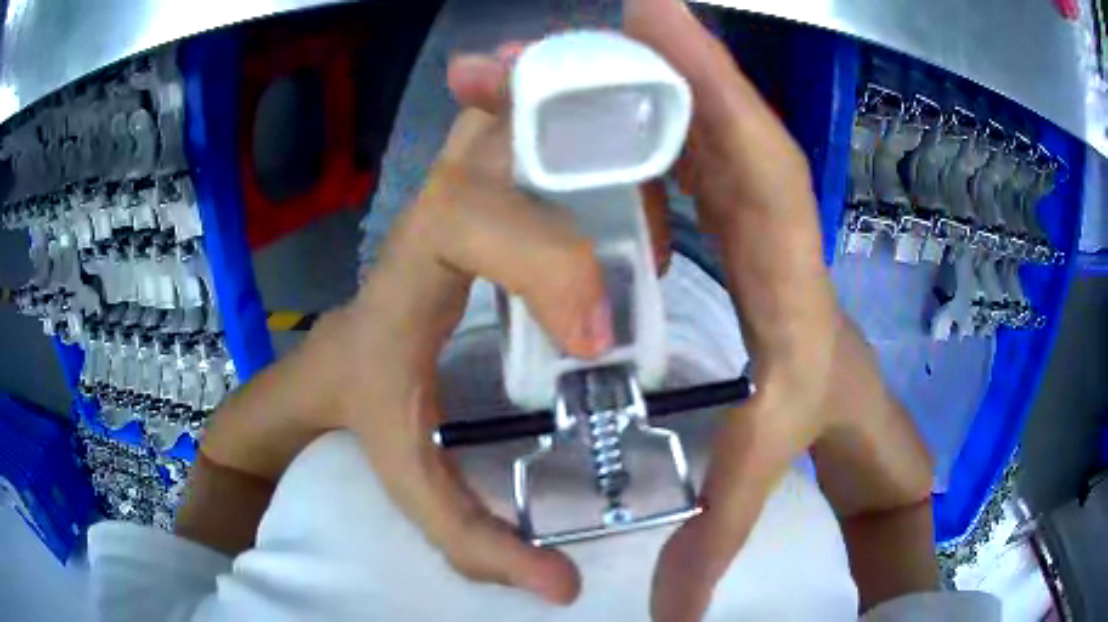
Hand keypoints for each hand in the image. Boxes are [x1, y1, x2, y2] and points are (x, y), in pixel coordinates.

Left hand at [319, 56, 624, 603]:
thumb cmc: (367, 401)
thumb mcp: (406, 472)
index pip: (471, 218)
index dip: (547, 263)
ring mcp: (464, 174)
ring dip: (595, 143)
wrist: (344, 354)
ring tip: (645, 210)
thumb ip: (471, 538)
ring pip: (527, 112)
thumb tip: (561, 588)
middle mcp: (439, 200)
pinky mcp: (488, 174)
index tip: (599, 338)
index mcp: (413, 264)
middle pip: (507, 130)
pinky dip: (594, 146)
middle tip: (644, 235)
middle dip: (586, 161)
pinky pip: (543, 126)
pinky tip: (628, 204)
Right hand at [620, 1, 932, 618]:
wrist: (835, 400)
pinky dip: (616, 115)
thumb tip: (674, 614)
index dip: (716, 89)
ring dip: (615, 84)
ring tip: (531, 60)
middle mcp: (767, 216)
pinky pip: (667, 143)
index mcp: (789, 270)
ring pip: (684, 120)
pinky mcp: (716, 200)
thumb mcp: (763, 472)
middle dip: (651, 60)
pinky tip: (560, 106)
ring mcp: (739, 199)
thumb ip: (719, 539)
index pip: (765, 162)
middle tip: (573, 24)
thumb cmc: (808, 421)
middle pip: (715, 116)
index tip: (660, 25)